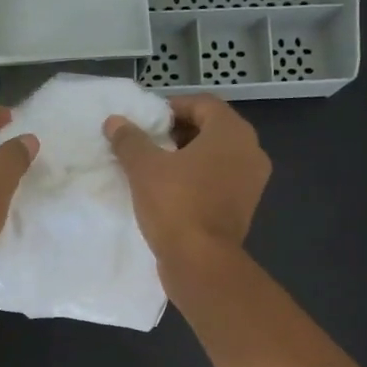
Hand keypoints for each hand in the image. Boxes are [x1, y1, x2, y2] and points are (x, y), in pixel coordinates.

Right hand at [105, 95, 269, 268]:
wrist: (201, 262)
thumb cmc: (176, 205)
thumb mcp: (144, 168)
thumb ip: (130, 140)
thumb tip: (114, 121)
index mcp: (232, 132)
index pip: (202, 104)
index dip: (172, 108)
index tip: (147, 122)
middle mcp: (250, 151)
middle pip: (212, 129)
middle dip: (179, 134)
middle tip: (149, 144)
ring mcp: (251, 182)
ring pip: (217, 158)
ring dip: (188, 158)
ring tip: (156, 169)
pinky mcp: (244, 208)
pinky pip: (220, 182)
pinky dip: (199, 180)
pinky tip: (172, 192)